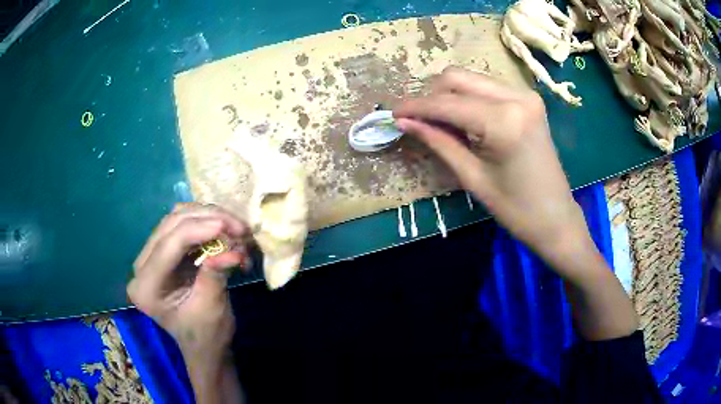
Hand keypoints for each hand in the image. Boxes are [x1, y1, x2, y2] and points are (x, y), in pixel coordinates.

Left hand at [127, 203, 248, 357]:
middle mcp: (141, 267)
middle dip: (206, 219)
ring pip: (176, 218)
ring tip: (235, 228)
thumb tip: (232, 250)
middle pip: (170, 226)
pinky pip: (182, 224)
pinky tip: (223, 231)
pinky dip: (205, 223)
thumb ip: (216, 275)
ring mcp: (150, 257)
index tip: (228, 226)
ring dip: (208, 217)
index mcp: (145, 287)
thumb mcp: (212, 308)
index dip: (197, 230)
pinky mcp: (163, 251)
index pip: (167, 247)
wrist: (205, 346)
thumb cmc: (207, 335)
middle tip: (239, 227)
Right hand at [394, 67, 589, 277]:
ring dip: (449, 96)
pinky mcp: (528, 99)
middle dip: (432, 96)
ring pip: (471, 79)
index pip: (447, 103)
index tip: (393, 114)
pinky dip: (468, 99)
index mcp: (504, 121)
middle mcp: (516, 96)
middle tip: (418, 121)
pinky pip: (487, 88)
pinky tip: (463, 120)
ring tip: (439, 123)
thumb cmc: (516, 209)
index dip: (416, 107)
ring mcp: (525, 95)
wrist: (556, 217)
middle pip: (457, 78)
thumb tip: (404, 122)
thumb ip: (438, 142)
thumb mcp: (472, 177)